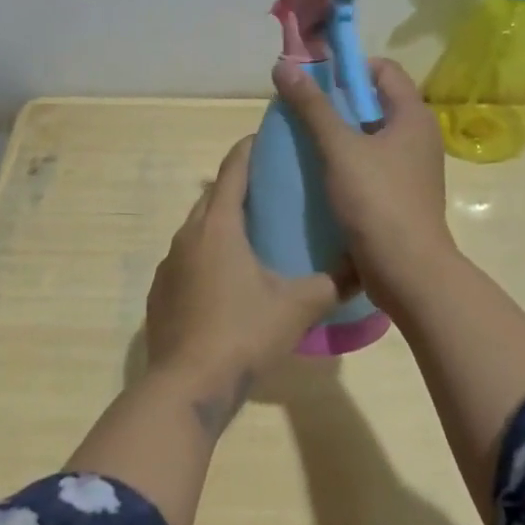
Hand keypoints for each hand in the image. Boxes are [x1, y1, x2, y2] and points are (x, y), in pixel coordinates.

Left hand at [143, 135, 349, 429]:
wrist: (187, 384)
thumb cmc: (244, 333)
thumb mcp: (298, 307)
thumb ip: (333, 282)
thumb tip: (364, 266)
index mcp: (219, 226)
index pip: (233, 171)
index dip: (249, 150)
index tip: (266, 139)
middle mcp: (188, 235)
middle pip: (212, 196)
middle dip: (236, 185)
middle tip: (268, 188)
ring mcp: (169, 264)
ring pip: (196, 228)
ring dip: (220, 222)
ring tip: (250, 232)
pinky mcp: (160, 291)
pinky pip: (185, 258)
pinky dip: (205, 254)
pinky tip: (225, 278)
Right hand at [270, 56, 457, 297]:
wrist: (408, 272)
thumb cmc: (377, 201)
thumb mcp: (339, 148)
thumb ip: (312, 106)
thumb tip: (284, 65)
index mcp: (413, 117)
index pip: (384, 70)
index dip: (349, 67)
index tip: (315, 78)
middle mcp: (418, 137)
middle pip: (375, 102)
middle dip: (337, 102)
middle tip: (301, 110)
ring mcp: (411, 169)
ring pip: (370, 137)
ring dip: (339, 135)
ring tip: (304, 141)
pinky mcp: (401, 196)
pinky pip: (371, 165)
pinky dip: (346, 162)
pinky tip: (318, 175)